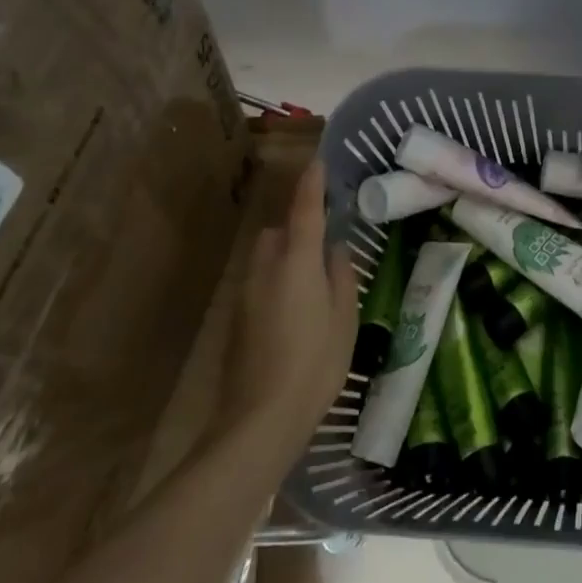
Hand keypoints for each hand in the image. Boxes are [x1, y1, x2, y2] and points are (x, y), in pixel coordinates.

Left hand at [213, 159, 357, 468]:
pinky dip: (277, 277)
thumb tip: (335, 249)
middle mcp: (266, 268)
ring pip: (267, 255)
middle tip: (326, 243)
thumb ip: (341, 275)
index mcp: (296, 262)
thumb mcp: (344, 318)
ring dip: (287, 252)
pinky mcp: (237, 317)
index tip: (319, 161)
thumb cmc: (313, 365)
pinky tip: (296, 308)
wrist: (258, 421)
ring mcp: (247, 293)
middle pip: (279, 231)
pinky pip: (261, 279)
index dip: (312, 184)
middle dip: (298, 226)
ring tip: (313, 279)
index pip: (304, 210)